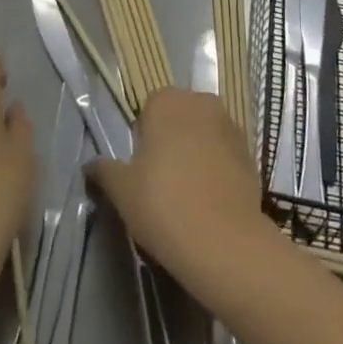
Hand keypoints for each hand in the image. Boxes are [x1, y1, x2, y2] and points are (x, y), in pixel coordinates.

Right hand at [86, 88, 276, 300]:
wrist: (224, 243)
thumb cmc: (162, 204)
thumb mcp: (121, 189)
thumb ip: (104, 170)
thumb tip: (91, 165)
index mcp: (168, 100)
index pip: (149, 109)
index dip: (142, 137)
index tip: (140, 168)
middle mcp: (202, 103)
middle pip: (179, 118)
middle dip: (170, 141)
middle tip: (159, 181)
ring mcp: (232, 128)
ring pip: (204, 136)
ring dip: (195, 154)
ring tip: (185, 194)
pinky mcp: (252, 155)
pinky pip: (224, 156)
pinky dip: (216, 170)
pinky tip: (208, 202)